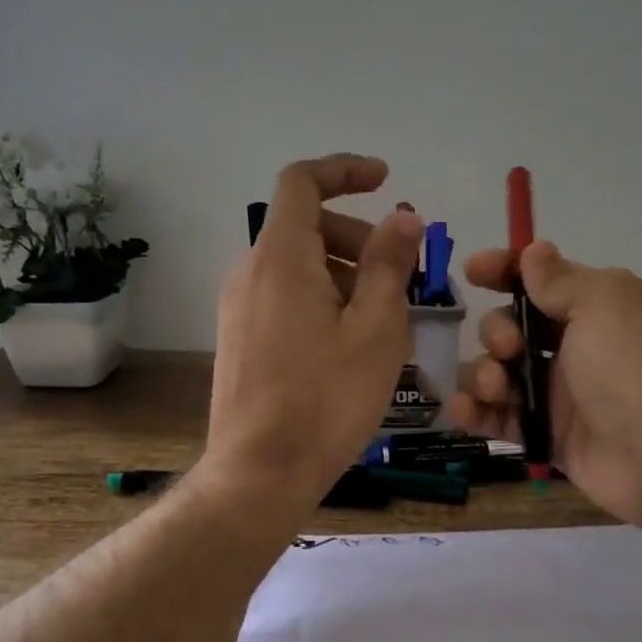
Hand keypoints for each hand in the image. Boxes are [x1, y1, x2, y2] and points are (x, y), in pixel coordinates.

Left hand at [202, 154, 423, 511]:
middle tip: (400, 276)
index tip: (385, 181)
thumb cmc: (327, 398)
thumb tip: (403, 217)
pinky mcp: (238, 338)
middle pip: (305, 225)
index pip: (302, 182)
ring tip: (383, 320)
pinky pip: (284, 296)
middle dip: (357, 236)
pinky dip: (321, 298)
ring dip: (344, 272)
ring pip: (297, 265)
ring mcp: (238, 307)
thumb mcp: (376, 328)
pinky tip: (350, 344)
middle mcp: (249, 271)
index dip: (344, 170)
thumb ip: (389, 264)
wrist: (261, 471)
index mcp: (280, 257)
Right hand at [444, 242, 641, 527]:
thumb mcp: (601, 302)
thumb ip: (559, 279)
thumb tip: (534, 250)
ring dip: (482, 373)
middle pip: (512, 326)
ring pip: (498, 371)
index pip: (542, 280)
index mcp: (599, 307)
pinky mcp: (542, 433)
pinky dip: (474, 411)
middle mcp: (577, 346)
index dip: (505, 271)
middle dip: (497, 331)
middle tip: (509, 348)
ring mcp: (558, 392)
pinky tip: (463, 410)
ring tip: (493, 388)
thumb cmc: (630, 365)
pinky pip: (497, 416)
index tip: (473, 272)